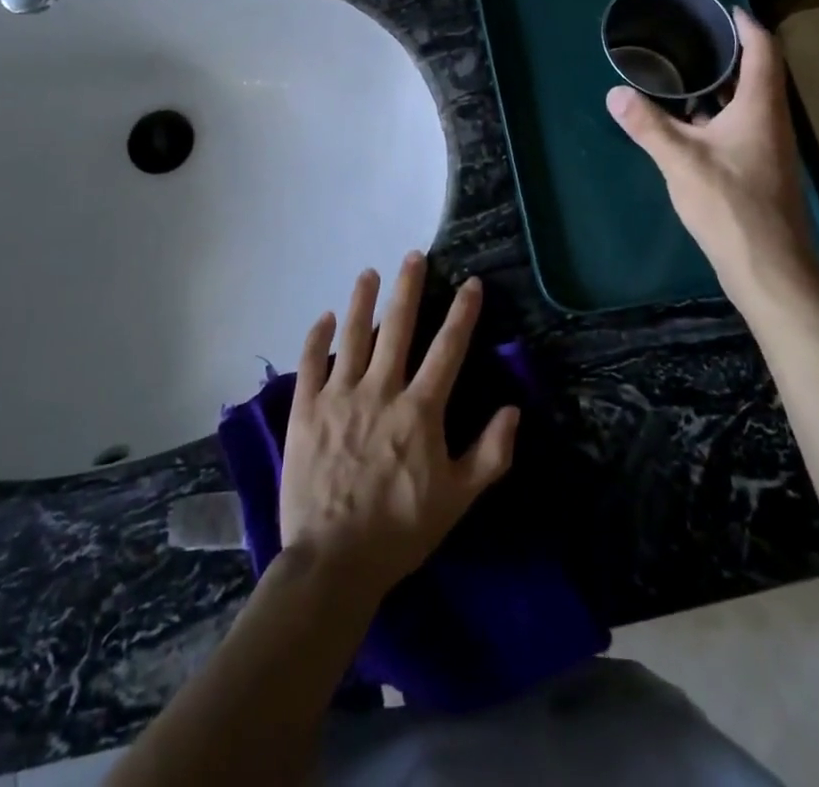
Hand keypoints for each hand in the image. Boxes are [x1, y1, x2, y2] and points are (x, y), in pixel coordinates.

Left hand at [278, 252, 519, 602]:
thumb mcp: (458, 500)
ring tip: (369, 273)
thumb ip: (490, 453)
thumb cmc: (400, 531)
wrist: (333, 561)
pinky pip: (311, 363)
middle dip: (409, 288)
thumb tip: (512, 409)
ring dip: (362, 300)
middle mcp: (380, 391)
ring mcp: (339, 397)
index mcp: (419, 410)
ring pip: (353, 336)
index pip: (447, 349)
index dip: (462, 313)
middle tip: (414, 256)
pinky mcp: (306, 410)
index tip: (471, 283)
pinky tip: (323, 317)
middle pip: (397, 327)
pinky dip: (317, 337)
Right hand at [606, 7, 818, 309]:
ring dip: (722, 86)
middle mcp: (772, 122)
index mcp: (761, 108)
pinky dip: (717, 115)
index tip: (725, 8)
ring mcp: (768, 149)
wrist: (768, 267)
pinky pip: (740, 127)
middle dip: (730, 53)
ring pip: (749, 104)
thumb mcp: (681, 161)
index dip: (747, 25)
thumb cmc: (730, 204)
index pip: (763, 51)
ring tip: (684, 73)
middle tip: (693, 37)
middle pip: (758, 74)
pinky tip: (688, 123)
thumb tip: (615, 93)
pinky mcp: (759, 171)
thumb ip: (648, 125)